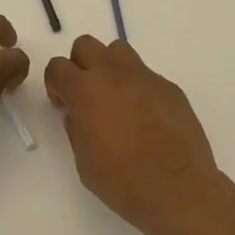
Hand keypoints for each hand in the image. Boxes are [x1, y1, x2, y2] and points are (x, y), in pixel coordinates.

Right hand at [44, 36, 226, 234]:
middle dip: (81, 65)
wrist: (178, 189)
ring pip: (118, 50)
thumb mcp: (84, 161)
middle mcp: (113, 74)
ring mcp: (145, 77)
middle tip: (87, 95)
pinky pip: (146, 75)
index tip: (63, 104)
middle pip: (86, 45)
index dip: (56, 84)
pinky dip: (138, 87)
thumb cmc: (124, 181)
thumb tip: (78, 114)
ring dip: (110, 67)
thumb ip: (76, 128)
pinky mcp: (169, 87)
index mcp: (86, 91)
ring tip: (116, 97)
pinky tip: (146, 115)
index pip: (57, 66)